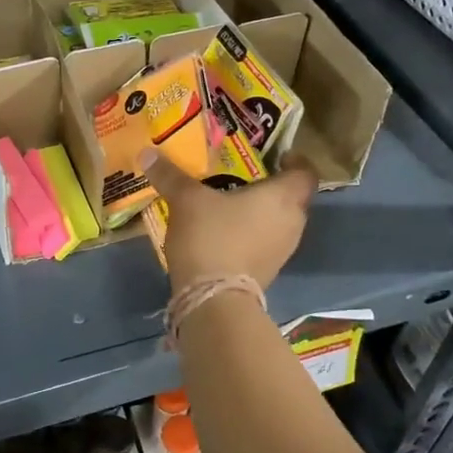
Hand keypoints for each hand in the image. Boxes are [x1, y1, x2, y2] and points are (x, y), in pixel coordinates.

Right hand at [141, 147, 316, 293]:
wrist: (215, 299)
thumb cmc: (211, 237)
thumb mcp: (186, 200)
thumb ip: (170, 175)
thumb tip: (147, 153)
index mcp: (283, 197)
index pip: (305, 172)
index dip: (295, 161)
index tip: (276, 156)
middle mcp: (293, 222)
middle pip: (293, 197)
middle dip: (272, 186)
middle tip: (244, 176)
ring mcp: (283, 250)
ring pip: (279, 222)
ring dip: (261, 213)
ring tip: (231, 203)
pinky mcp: (269, 271)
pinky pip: (266, 242)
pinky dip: (252, 234)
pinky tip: (226, 232)